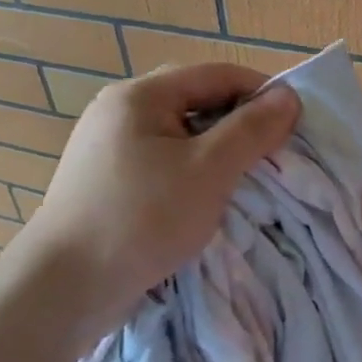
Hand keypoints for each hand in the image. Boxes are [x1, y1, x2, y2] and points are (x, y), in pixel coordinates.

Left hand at [13, 64, 299, 348]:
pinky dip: (191, 174)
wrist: (65, 286)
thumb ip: (251, 130)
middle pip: (195, 102)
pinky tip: (206, 200)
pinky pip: (161, 164)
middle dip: (239, 124)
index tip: (296, 122)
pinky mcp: (106, 183)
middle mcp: (119, 112)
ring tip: (247, 179)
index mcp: (140, 95)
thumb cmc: (142, 217)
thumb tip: (289, 96)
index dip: (261, 92)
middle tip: (274, 154)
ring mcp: (107, 149)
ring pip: (179, 137)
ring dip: (217, 152)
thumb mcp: (209, 170)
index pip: (216, 74)